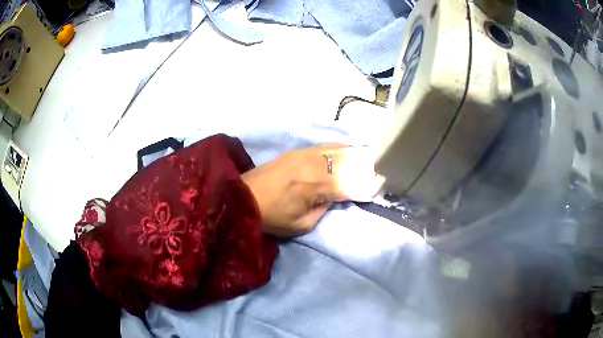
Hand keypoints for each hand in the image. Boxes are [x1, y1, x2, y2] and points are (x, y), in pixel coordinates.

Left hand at [241, 145, 383, 236]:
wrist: (242, 196)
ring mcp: (306, 153)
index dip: (368, 185)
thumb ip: (326, 208)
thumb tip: (339, 194)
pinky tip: (348, 152)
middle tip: (375, 175)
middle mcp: (314, 164)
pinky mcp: (299, 149)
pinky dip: (342, 149)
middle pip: (350, 162)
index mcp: (315, 186)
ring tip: (366, 163)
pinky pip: (328, 145)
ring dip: (356, 157)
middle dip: (366, 169)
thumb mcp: (302, 224)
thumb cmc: (272, 217)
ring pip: (341, 149)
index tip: (380, 185)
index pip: (351, 183)